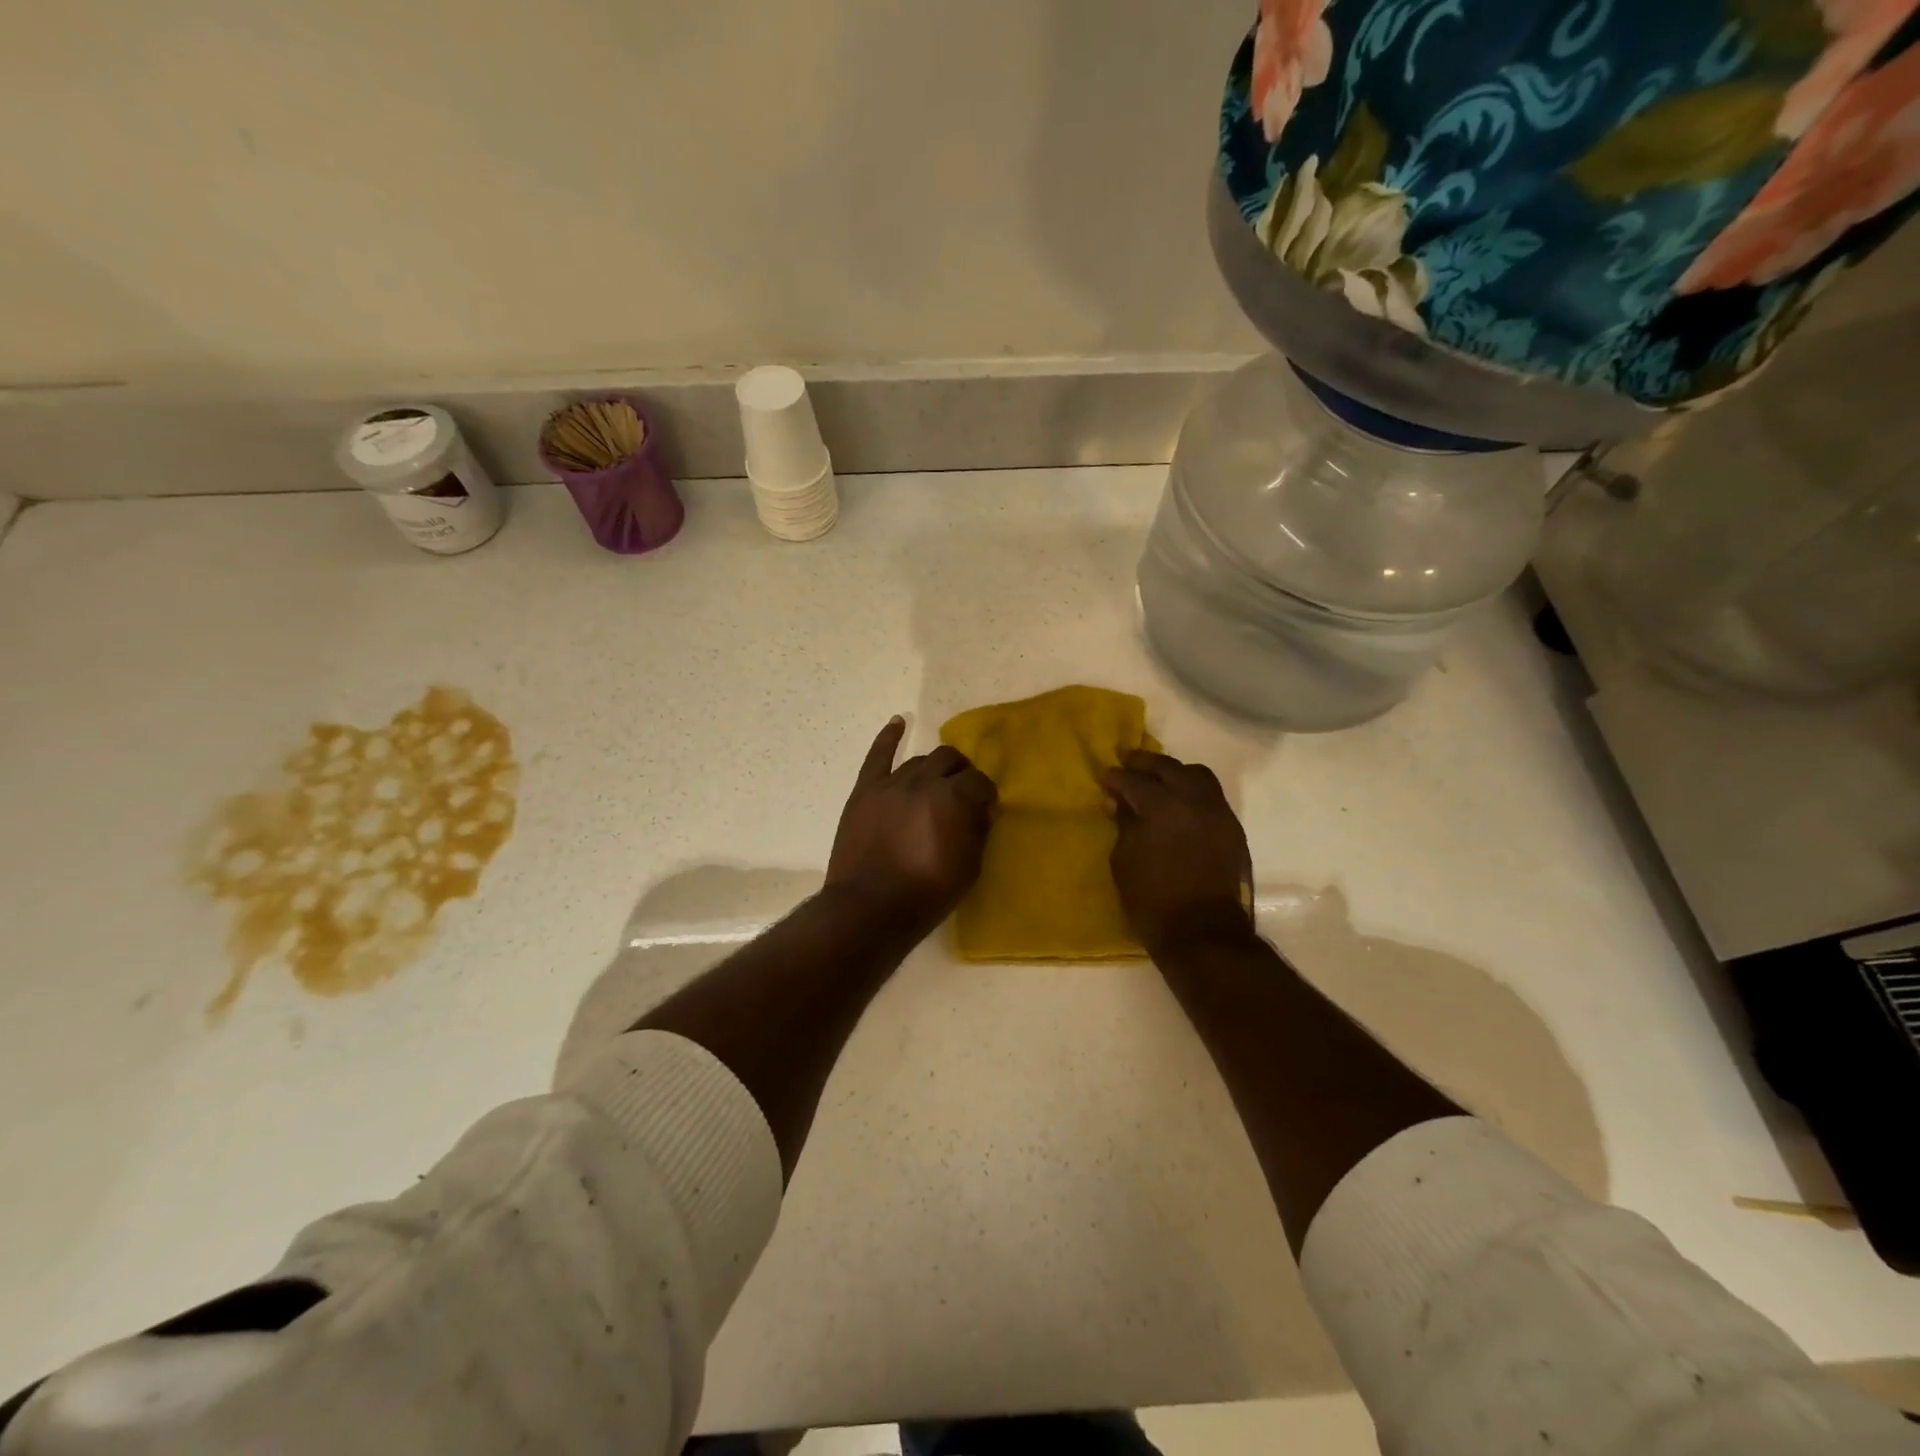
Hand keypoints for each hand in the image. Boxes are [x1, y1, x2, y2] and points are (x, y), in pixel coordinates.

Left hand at [825, 717, 996, 929]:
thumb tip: (982, 809)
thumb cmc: (926, 894)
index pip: (979, 781)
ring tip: (936, 784)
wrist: (869, 908)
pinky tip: (898, 722)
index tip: (985, 810)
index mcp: (954, 798)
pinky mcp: (865, 790)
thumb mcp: (969, 869)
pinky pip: (878, 756)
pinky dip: (889, 737)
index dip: (985, 795)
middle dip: (962, 773)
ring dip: (933, 768)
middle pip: (950, 760)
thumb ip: (978, 831)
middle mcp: (924, 781)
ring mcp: (891, 783)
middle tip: (962, 793)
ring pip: (919, 760)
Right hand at [1105, 750, 1254, 957]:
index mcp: (1163, 806)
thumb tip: (1119, 801)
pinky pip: (1211, 796)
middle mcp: (1194, 800)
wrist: (1204, 934)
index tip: (1106, 778)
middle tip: (1128, 764)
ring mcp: (1218, 813)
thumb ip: (1123, 824)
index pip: (1134, 781)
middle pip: (1169, 767)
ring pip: (1197, 775)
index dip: (1117, 778)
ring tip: (1159, 781)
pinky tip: (1179, 804)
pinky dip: (1193, 791)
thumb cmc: (1153, 900)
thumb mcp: (1124, 861)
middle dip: (1145, 764)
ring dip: (1175, 773)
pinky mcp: (1232, 829)